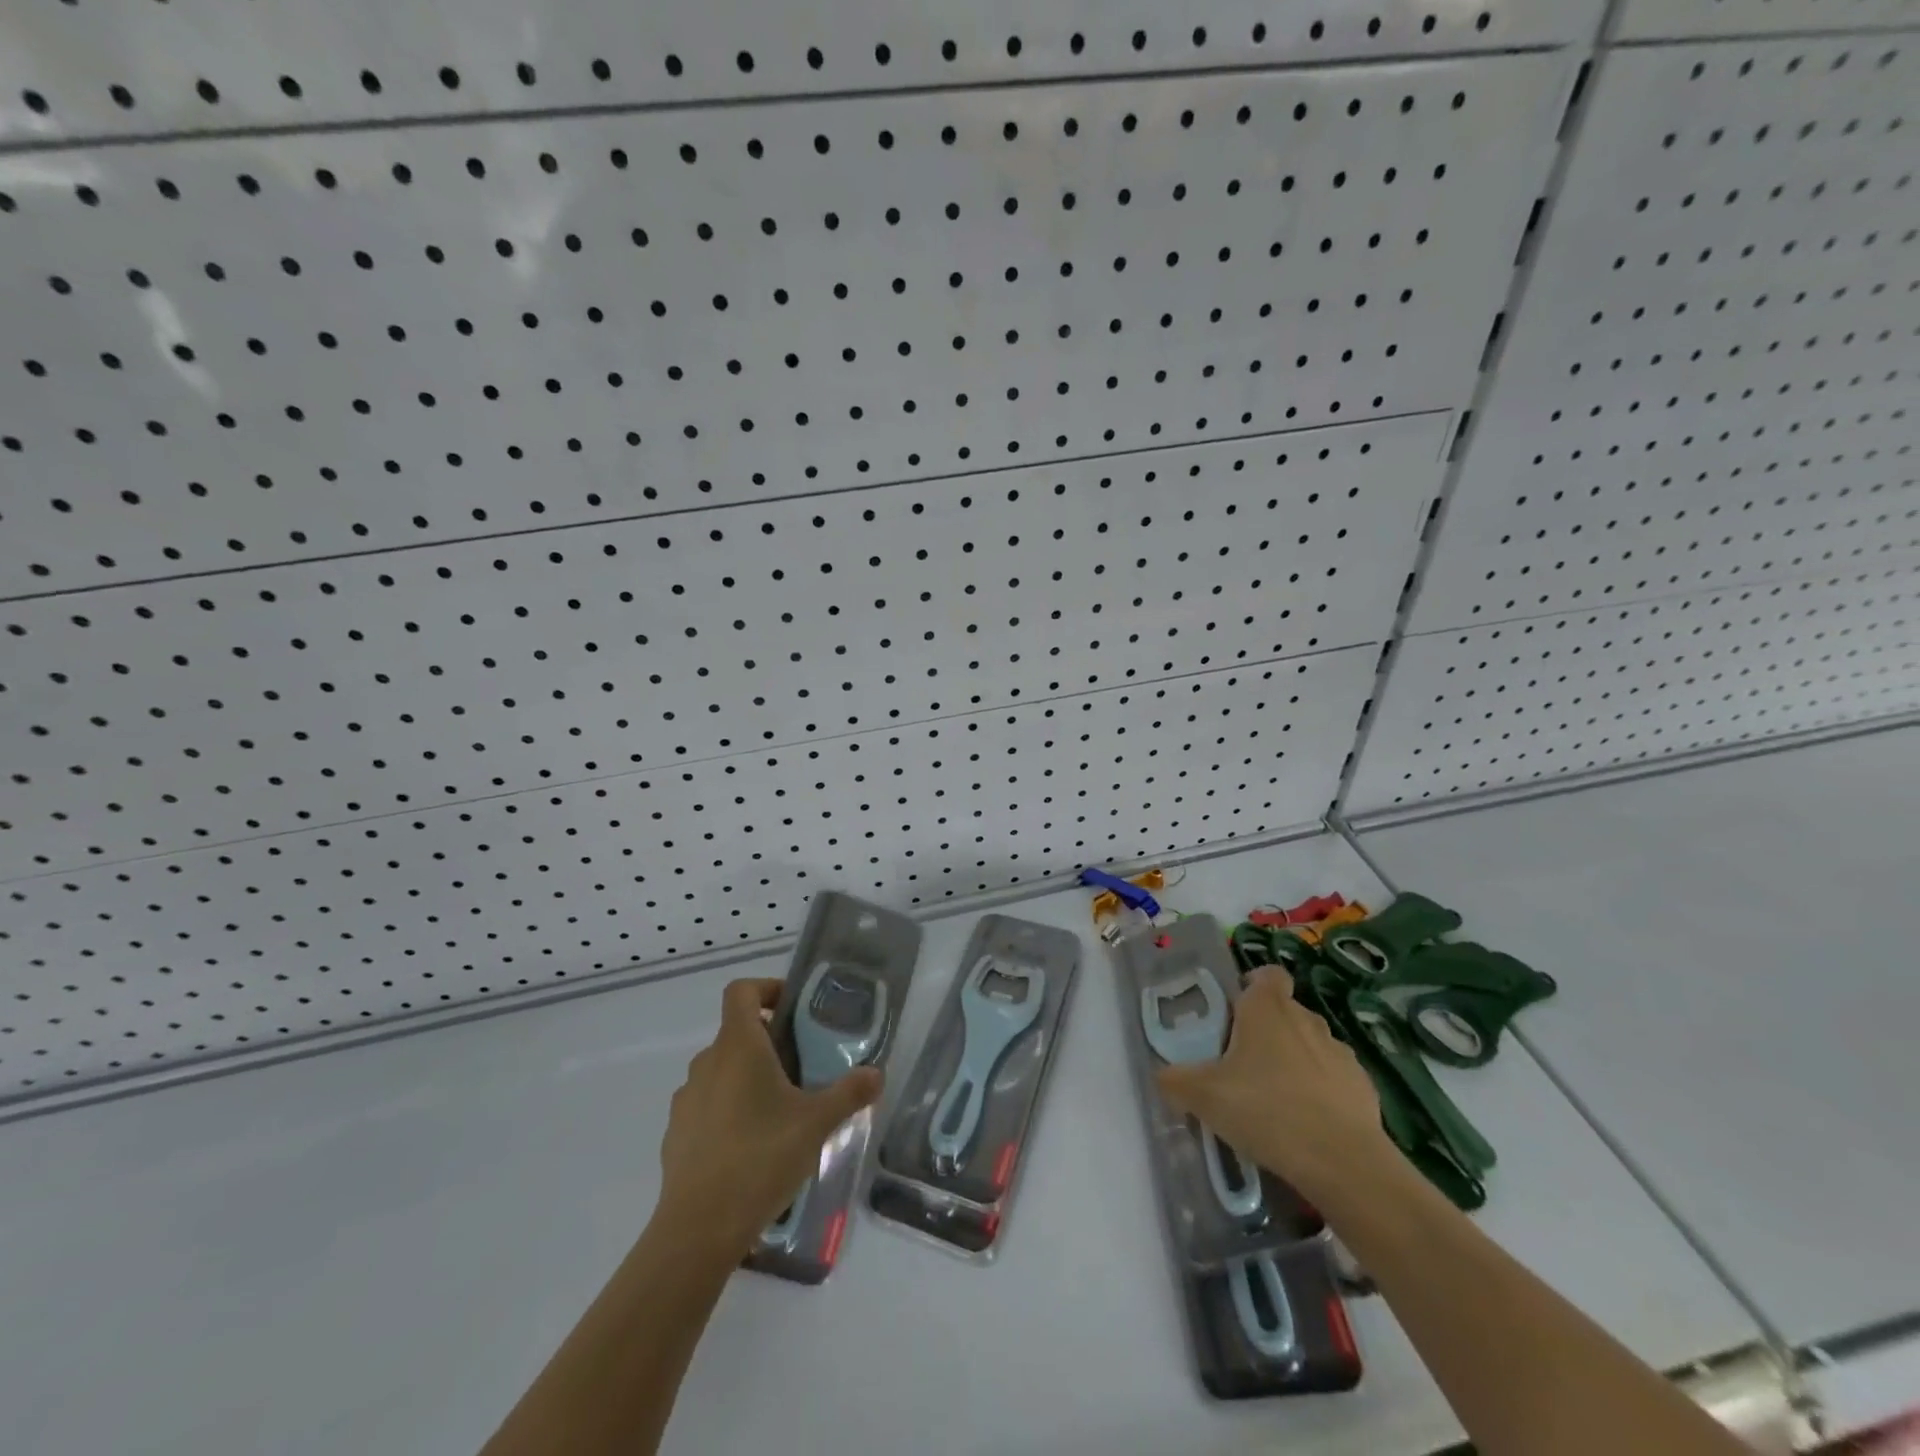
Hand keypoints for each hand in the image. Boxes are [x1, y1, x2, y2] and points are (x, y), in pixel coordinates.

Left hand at [656, 977, 881, 1255]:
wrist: (698, 1230)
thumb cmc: (761, 1158)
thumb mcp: (817, 1123)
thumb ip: (849, 1093)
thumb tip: (876, 1073)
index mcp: (738, 1046)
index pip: (741, 991)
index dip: (766, 988)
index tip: (793, 1010)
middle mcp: (707, 1063)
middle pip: (736, 1032)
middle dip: (769, 1042)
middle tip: (802, 1067)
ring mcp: (687, 1099)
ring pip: (722, 1070)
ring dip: (748, 1077)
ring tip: (780, 1111)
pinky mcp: (677, 1134)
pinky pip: (707, 1105)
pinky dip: (729, 1110)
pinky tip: (751, 1146)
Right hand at [1156, 968, 1390, 1202]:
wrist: (1343, 1163)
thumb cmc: (1266, 1110)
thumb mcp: (1203, 1097)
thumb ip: (1176, 1080)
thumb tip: (1163, 1076)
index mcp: (1267, 1008)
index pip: (1266, 974)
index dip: (1252, 985)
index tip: (1234, 1011)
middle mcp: (1306, 1019)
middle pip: (1284, 1010)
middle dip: (1265, 1029)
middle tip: (1240, 1063)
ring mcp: (1339, 1053)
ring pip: (1309, 1044)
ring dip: (1293, 1061)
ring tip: (1274, 1099)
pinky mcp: (1363, 1087)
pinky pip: (1333, 1079)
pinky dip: (1320, 1092)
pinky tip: (1305, 1124)